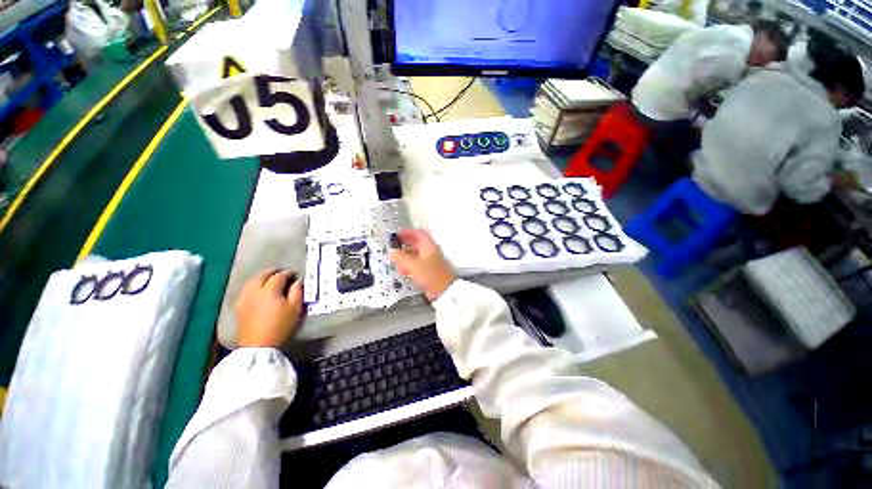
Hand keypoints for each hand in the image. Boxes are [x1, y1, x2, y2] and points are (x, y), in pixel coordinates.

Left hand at [235, 269, 304, 347]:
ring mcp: (244, 298)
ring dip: (261, 277)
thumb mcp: (294, 309)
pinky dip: (253, 286)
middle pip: (262, 275)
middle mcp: (255, 290)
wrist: (258, 345)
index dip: (287, 273)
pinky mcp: (239, 306)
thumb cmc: (280, 326)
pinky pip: (246, 290)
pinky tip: (258, 290)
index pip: (279, 276)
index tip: (294, 274)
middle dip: (272, 272)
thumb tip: (298, 282)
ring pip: (252, 281)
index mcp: (270, 290)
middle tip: (281, 272)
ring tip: (269, 279)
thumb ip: (297, 292)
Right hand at [389, 229, 455, 300]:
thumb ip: (401, 257)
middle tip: (395, 245)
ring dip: (406, 256)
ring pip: (417, 255)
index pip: (419, 234)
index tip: (399, 233)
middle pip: (417, 244)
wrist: (444, 291)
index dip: (408, 232)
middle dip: (405, 244)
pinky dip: (410, 266)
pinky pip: (419, 265)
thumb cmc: (431, 275)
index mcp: (429, 246)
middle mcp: (432, 252)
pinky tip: (404, 271)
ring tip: (396, 259)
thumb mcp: (413, 264)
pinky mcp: (431, 272)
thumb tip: (392, 252)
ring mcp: (432, 262)